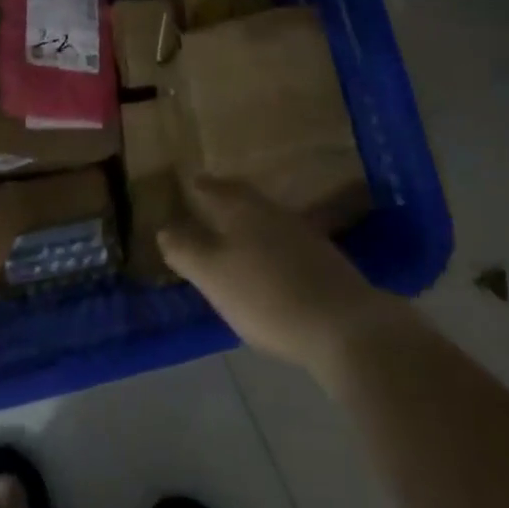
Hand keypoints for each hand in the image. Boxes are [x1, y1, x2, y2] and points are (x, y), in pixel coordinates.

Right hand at [160, 177, 405, 382]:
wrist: (344, 325)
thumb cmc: (267, 295)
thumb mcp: (213, 276)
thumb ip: (186, 250)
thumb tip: (164, 228)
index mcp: (243, 210)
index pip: (215, 189)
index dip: (201, 186)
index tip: (189, 182)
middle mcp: (273, 213)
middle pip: (244, 198)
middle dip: (225, 198)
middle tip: (208, 200)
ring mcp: (304, 235)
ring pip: (267, 218)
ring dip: (249, 221)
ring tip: (233, 232)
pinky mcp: (324, 261)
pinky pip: (286, 242)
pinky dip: (270, 245)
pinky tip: (269, 262)